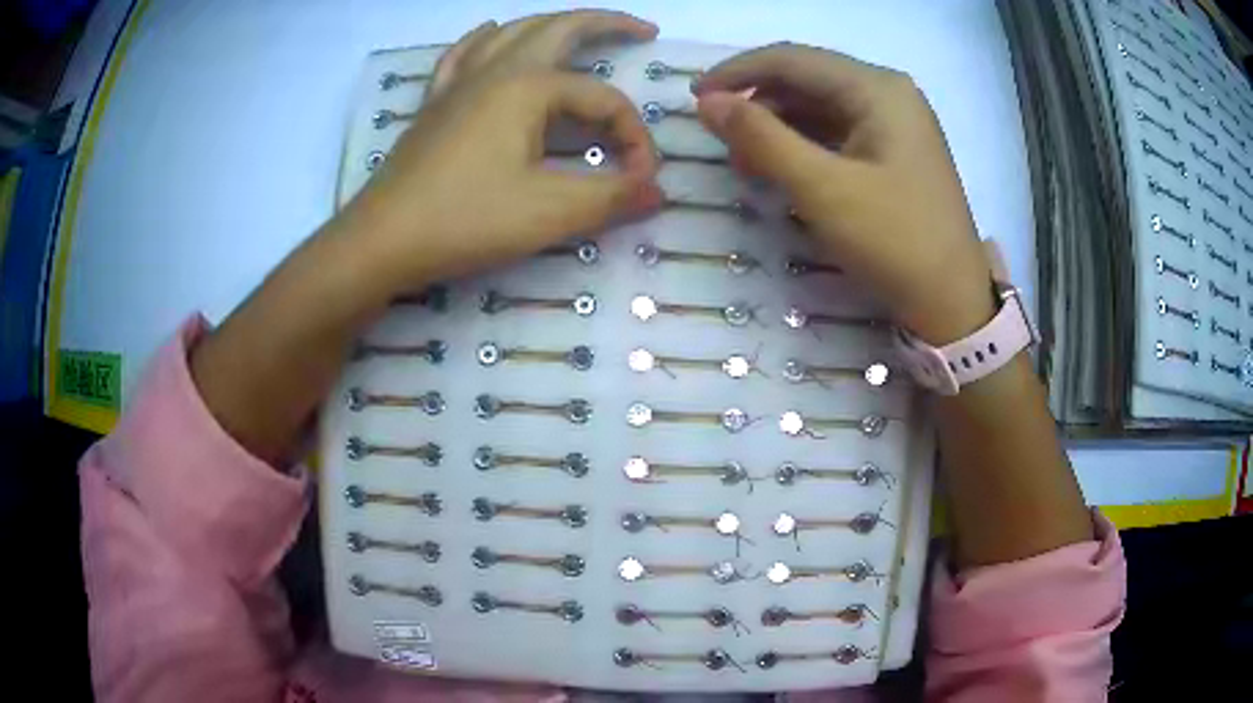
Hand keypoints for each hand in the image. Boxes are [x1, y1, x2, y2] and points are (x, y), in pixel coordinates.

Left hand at [338, 10, 662, 291]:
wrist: (382, 241)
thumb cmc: (466, 219)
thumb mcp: (551, 211)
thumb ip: (613, 196)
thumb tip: (657, 191)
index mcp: (529, 86)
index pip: (602, 100)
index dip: (633, 137)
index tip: (642, 182)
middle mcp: (496, 70)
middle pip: (559, 28)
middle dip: (606, 24)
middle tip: (642, 30)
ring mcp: (459, 83)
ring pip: (512, 32)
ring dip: (552, 24)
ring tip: (578, 30)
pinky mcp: (435, 104)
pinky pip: (463, 54)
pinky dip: (485, 38)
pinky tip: (490, 33)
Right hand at [692, 44, 993, 344]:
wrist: (952, 302)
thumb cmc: (894, 241)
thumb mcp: (822, 189)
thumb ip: (761, 138)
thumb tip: (707, 103)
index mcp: (877, 88)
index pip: (792, 59)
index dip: (737, 72)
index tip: (694, 97)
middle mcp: (888, 93)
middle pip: (807, 79)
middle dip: (758, 103)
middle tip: (719, 138)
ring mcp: (895, 122)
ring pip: (820, 106)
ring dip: (778, 126)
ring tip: (745, 161)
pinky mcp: (894, 151)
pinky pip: (837, 132)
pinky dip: (803, 145)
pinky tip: (781, 168)